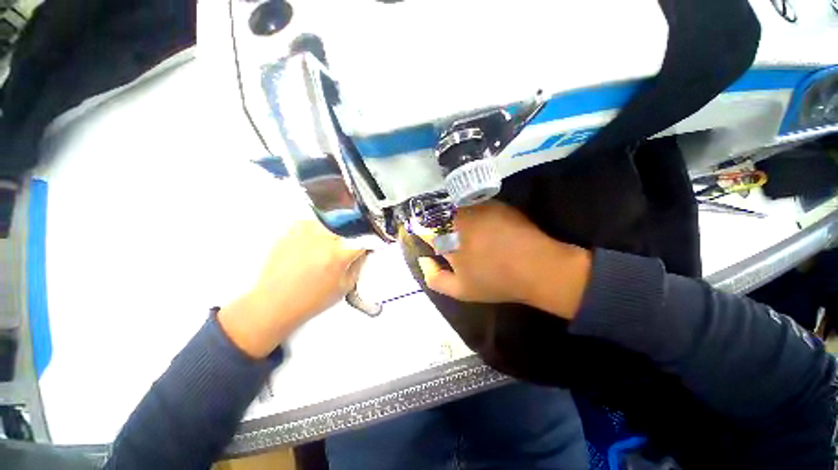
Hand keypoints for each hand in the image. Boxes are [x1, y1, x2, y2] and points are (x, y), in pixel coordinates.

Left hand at [219, 220, 366, 357]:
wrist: (275, 303)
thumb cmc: (309, 300)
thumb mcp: (343, 287)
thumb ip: (357, 267)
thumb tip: (363, 253)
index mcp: (338, 256)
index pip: (363, 239)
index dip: (370, 240)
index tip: (370, 242)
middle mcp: (322, 241)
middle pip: (347, 225)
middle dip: (353, 233)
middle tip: (350, 243)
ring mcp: (304, 235)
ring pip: (329, 220)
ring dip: (336, 228)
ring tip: (331, 240)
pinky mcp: (289, 234)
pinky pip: (308, 222)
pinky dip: (315, 227)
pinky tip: (314, 238)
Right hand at [417, 202, 591, 319]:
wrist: (536, 267)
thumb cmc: (495, 281)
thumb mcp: (460, 290)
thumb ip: (434, 277)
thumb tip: (424, 260)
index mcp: (446, 238)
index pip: (423, 229)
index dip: (424, 234)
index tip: (429, 241)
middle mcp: (457, 218)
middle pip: (438, 216)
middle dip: (438, 226)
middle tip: (449, 239)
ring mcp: (476, 207)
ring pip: (455, 209)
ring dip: (454, 218)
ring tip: (466, 232)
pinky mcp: (493, 203)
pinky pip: (473, 205)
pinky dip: (472, 213)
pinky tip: (483, 226)